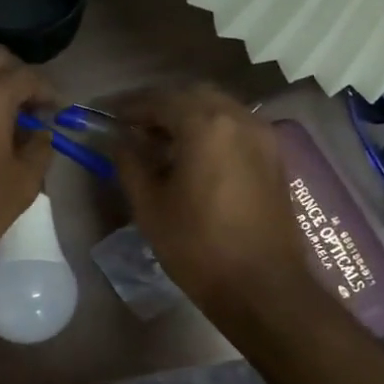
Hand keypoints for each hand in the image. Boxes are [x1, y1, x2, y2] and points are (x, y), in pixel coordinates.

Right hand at [110, 83, 308, 314]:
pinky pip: (237, 128)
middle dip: (161, 107)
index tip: (109, 118)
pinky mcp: (275, 158)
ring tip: (162, 144)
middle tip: (134, 129)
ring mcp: (264, 137)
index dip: (131, 107)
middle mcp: (240, 119)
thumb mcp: (150, 205)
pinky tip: (194, 159)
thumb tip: (118, 140)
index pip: (161, 100)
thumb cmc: (197, 246)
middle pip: (194, 96)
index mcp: (206, 125)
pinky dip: (212, 131)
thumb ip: (130, 163)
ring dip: (188, 117)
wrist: (261, 287)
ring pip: (219, 109)